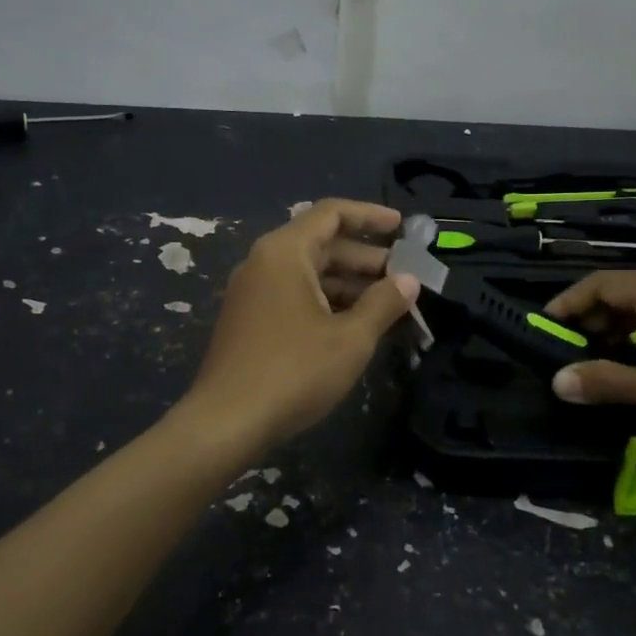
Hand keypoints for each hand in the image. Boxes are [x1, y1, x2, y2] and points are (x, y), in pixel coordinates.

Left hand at [184, 199, 420, 448]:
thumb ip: (383, 303)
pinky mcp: (249, 320)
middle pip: (321, 244)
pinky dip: (327, 301)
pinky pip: (294, 295)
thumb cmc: (294, 371)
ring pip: (309, 273)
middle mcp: (264, 262)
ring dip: (349, 283)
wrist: (227, 421)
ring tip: (389, 303)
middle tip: (405, 275)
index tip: (402, 227)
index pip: (331, 213)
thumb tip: (409, 280)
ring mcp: (253, 292)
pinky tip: (355, 325)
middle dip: (365, 257)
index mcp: (285, 252)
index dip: (370, 215)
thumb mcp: (350, 338)